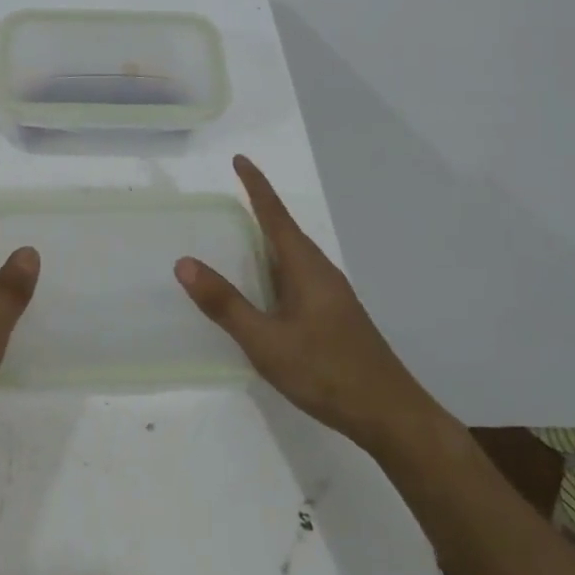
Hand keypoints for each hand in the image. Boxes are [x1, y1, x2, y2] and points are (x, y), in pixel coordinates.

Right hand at [176, 156, 416, 450]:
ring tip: (240, 235)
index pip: (275, 215)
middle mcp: (320, 271)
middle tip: (230, 195)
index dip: (256, 186)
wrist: (390, 415)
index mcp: (305, 267)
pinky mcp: (334, 315)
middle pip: (285, 230)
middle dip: (260, 209)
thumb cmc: (326, 372)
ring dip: (267, 240)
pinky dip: (275, 267)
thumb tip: (184, 263)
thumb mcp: (266, 342)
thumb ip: (226, 304)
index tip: (239, 159)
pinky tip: (266, 288)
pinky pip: (298, 276)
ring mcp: (331, 294)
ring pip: (293, 256)